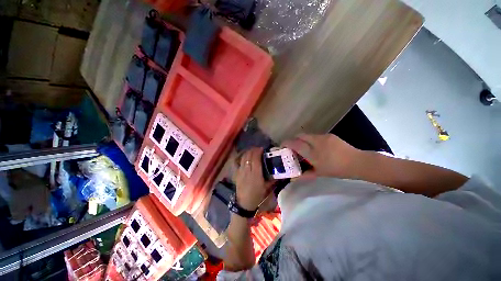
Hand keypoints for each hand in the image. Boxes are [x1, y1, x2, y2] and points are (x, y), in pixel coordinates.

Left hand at [235, 147, 271, 210]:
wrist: (244, 203)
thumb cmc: (257, 195)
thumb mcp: (267, 187)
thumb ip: (273, 178)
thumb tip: (280, 172)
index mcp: (256, 174)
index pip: (255, 158)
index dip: (258, 151)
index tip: (262, 149)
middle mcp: (247, 170)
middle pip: (249, 156)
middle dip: (253, 150)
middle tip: (258, 149)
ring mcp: (241, 171)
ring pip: (243, 157)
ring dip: (248, 152)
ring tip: (253, 151)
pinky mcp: (237, 173)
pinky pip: (238, 162)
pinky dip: (242, 157)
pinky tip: (245, 156)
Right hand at [282, 134, 362, 178]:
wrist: (358, 162)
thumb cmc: (337, 170)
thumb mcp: (319, 174)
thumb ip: (304, 175)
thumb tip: (293, 178)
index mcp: (313, 153)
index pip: (295, 144)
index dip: (286, 143)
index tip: (282, 145)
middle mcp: (316, 142)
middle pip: (299, 135)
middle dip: (293, 139)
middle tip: (293, 147)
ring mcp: (323, 137)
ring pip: (307, 135)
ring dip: (302, 139)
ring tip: (304, 147)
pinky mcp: (329, 135)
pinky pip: (315, 136)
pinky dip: (311, 140)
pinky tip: (316, 147)